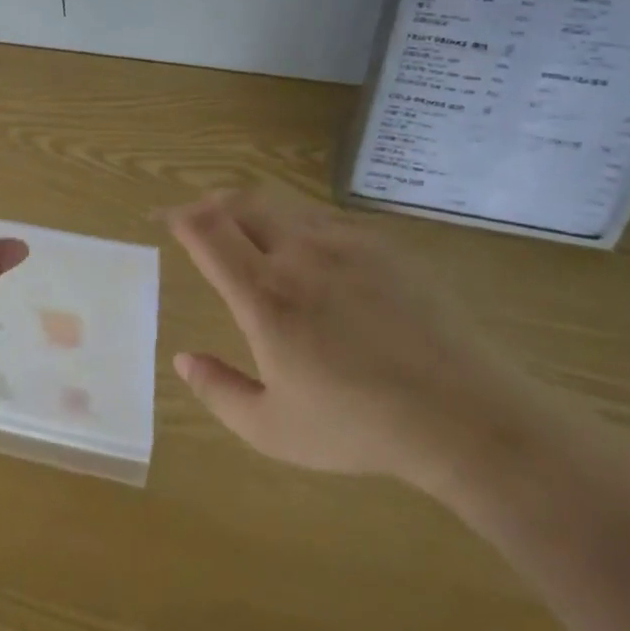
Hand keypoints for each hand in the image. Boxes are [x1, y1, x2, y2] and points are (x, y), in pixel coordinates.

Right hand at [167, 189, 556, 500]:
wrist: (463, 413)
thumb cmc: (359, 427)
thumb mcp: (272, 429)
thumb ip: (217, 391)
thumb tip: (182, 358)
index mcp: (265, 294)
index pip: (207, 229)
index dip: (179, 216)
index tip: (166, 220)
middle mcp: (300, 252)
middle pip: (241, 201)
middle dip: (211, 203)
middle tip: (200, 221)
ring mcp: (346, 242)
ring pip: (284, 204)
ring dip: (254, 210)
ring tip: (248, 233)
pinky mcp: (384, 244)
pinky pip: (325, 217)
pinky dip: (298, 223)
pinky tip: (309, 254)